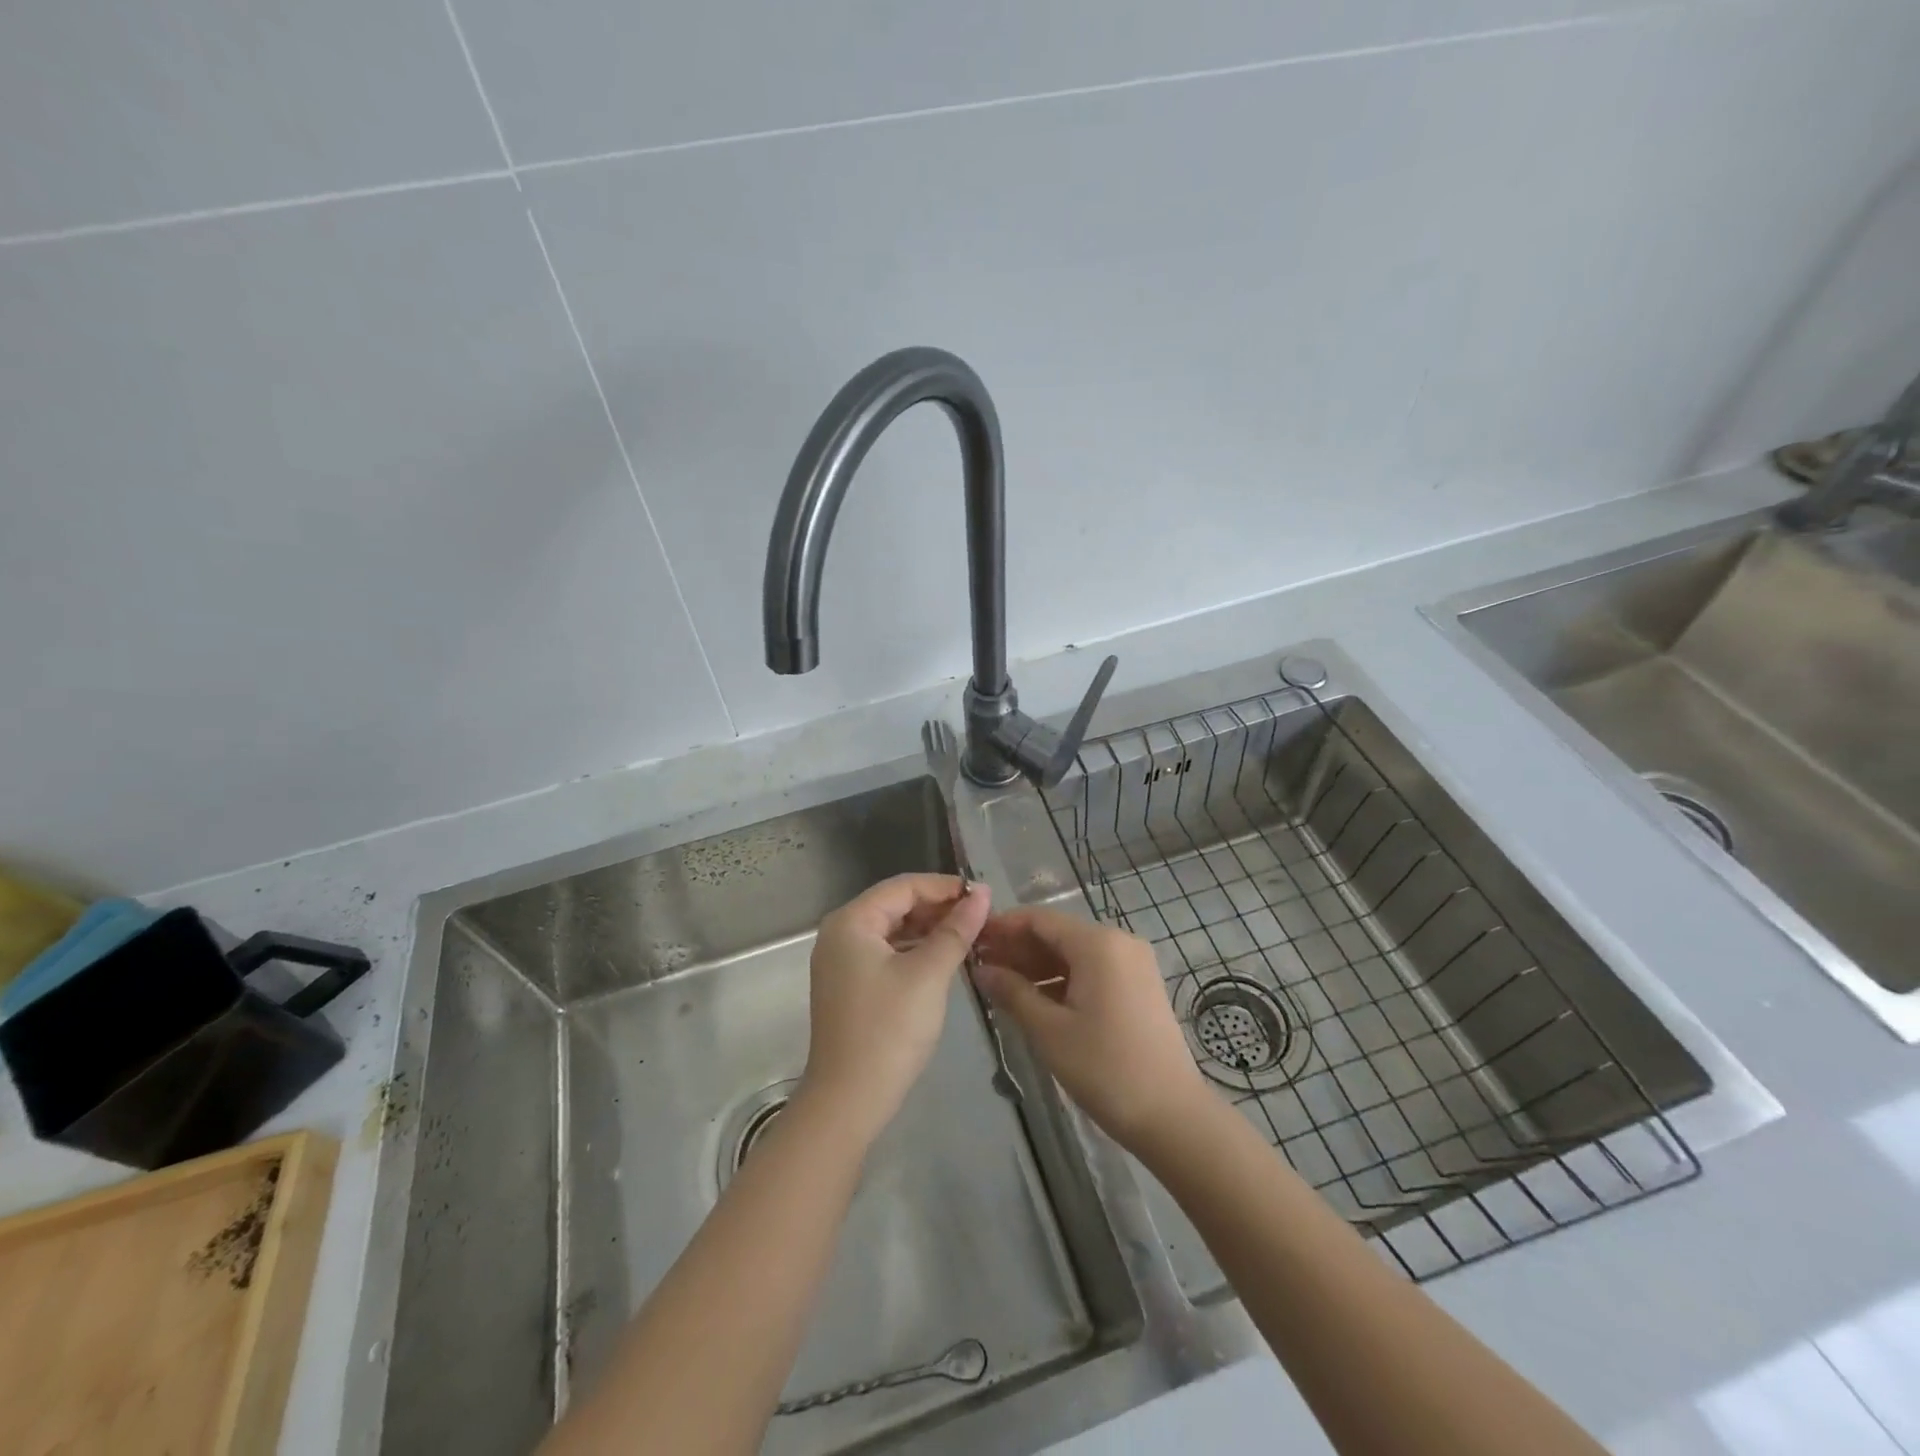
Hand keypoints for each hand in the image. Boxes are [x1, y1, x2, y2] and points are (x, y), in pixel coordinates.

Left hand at [800, 874, 989, 1140]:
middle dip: (939, 908)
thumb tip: (983, 893)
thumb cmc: (889, 1030)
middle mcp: (840, 933)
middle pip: (896, 905)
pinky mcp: (849, 986)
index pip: (904, 886)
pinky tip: (943, 959)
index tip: (985, 896)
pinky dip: (915, 951)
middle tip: (981, 918)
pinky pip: (886, 953)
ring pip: (892, 930)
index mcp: (851, 921)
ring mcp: (841, 962)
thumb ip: (956, 930)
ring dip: (929, 930)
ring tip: (970, 936)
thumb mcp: (929, 974)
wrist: (849, 1101)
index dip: (945, 887)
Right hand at [975, 906, 1211, 1149]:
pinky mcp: (1139, 985)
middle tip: (980, 967)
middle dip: (1018, 948)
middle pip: (1058, 934)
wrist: (1172, 1115)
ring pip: (1074, 953)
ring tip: (1001, 985)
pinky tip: (1035, 999)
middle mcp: (1119, 941)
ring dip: (1038, 965)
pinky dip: (1062, 979)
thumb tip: (981, 970)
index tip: (971, 940)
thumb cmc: (1105, 1069)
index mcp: (1098, 943)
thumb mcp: (1049, 1030)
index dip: (1003, 927)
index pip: (1039, 919)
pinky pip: (1092, 969)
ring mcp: (1133, 963)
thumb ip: (1012, 992)